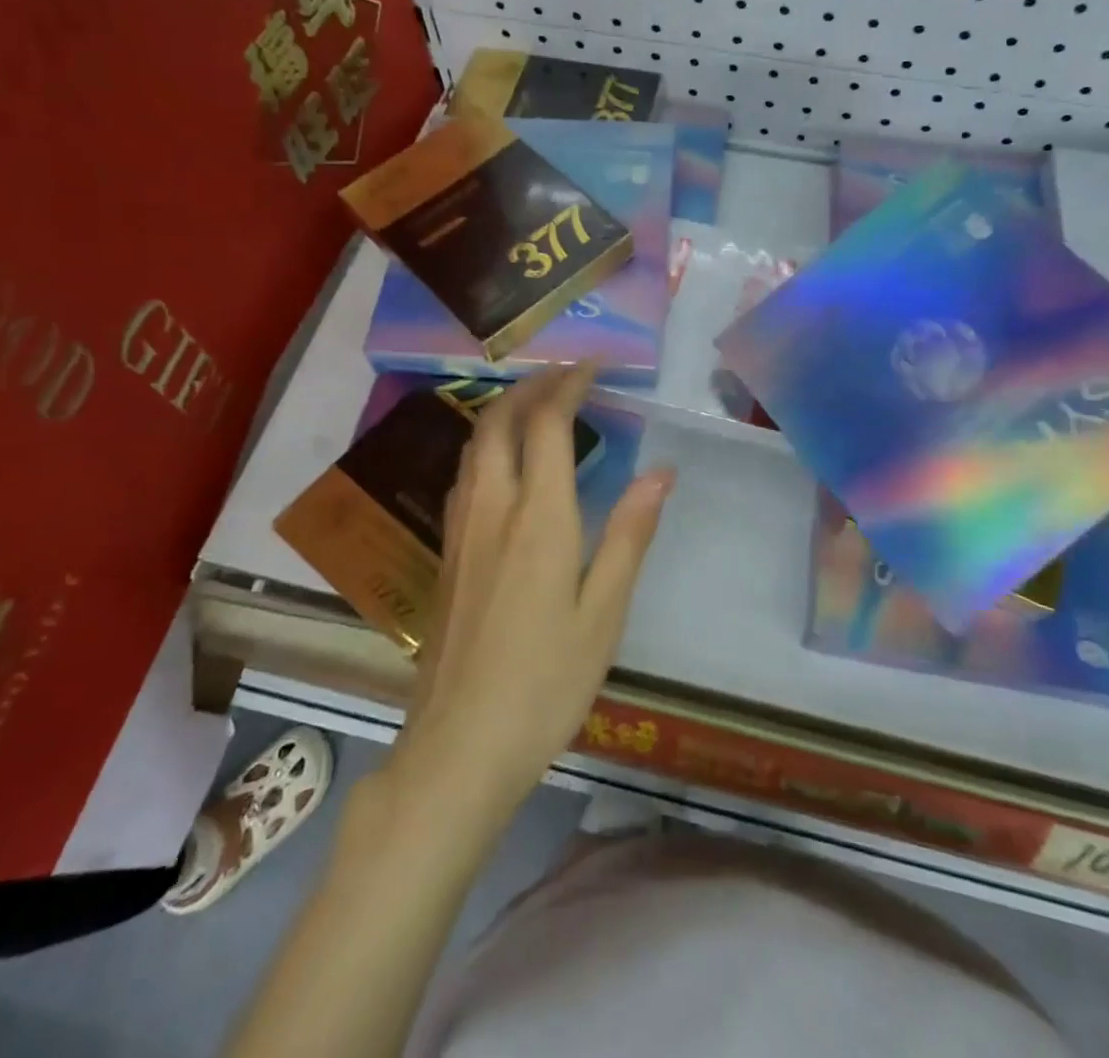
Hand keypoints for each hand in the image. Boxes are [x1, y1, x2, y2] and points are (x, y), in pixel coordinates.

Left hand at [387, 362, 675, 829]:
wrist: (460, 744)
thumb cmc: (546, 680)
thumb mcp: (605, 612)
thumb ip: (630, 533)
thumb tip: (661, 471)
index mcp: (538, 516)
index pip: (547, 423)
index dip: (569, 384)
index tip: (594, 364)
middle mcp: (492, 508)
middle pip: (499, 420)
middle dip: (531, 385)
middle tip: (566, 375)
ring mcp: (461, 529)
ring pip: (474, 445)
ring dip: (504, 411)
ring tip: (537, 406)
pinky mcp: (446, 553)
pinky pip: (466, 474)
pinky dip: (488, 445)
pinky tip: (506, 465)